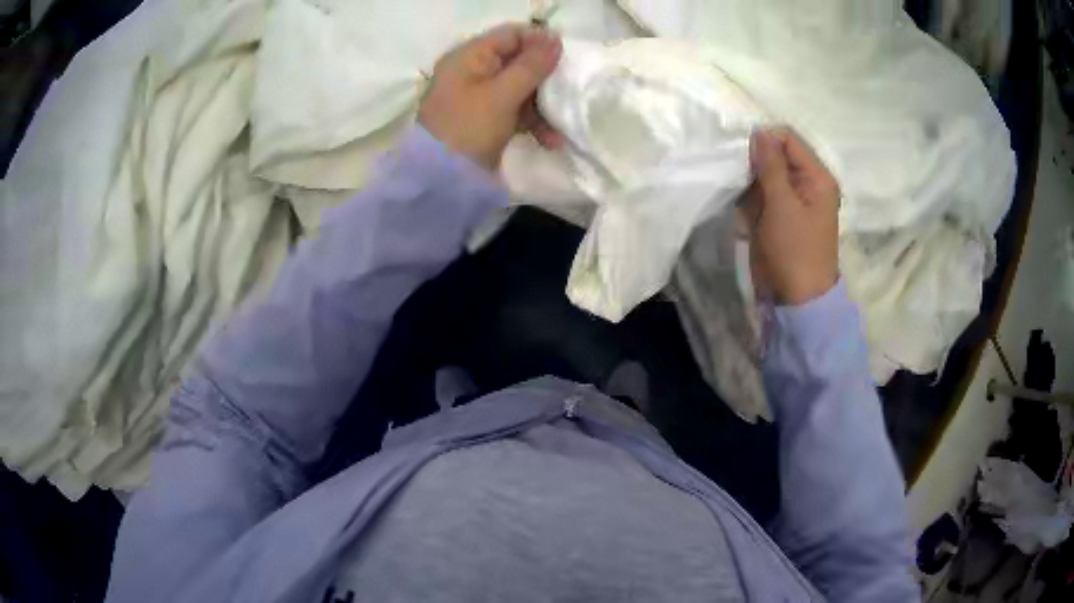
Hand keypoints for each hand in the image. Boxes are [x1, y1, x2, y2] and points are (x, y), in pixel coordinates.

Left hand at [418, 24, 565, 170]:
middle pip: (518, 61)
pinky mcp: (487, 119)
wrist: (442, 181)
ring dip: (543, 105)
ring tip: (561, 125)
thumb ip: (530, 66)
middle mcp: (473, 71)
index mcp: (469, 57)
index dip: (539, 41)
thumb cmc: (468, 129)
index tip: (566, 56)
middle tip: (567, 89)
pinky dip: (533, 121)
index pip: (510, 35)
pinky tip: (551, 140)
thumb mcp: (501, 95)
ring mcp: (480, 96)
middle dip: (545, 77)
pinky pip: (516, 110)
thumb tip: (555, 38)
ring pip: (521, 87)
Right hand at [745, 128, 839, 305]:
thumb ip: (770, 165)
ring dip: (748, 183)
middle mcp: (806, 184)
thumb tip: (759, 131)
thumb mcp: (782, 204)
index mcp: (817, 177)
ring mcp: (791, 200)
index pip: (788, 141)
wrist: (795, 298)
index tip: (742, 154)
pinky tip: (744, 214)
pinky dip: (748, 200)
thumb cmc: (795, 250)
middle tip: (739, 178)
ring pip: (763, 175)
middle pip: (775, 156)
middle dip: (753, 163)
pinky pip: (759, 195)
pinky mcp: (778, 215)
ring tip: (741, 198)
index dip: (765, 141)